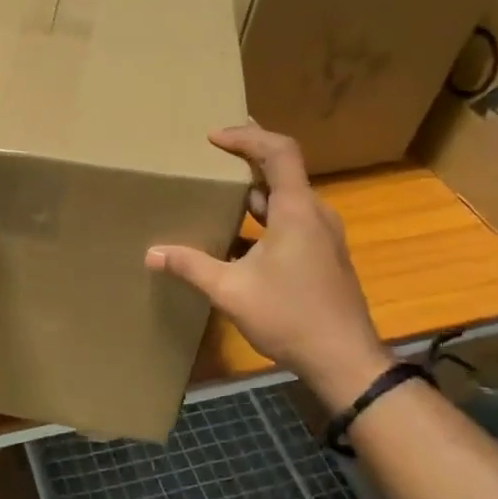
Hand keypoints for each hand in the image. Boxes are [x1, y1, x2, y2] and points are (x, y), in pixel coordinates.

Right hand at [146, 125, 390, 411]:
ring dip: (255, 190)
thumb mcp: (231, 291)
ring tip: (219, 190)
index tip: (213, 138)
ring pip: (287, 198)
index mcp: (297, 211)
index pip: (279, 151)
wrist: (345, 361)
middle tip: (212, 153)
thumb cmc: (290, 317)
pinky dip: (264, 217)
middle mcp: (315, 214)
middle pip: (284, 169)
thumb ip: (191, 266)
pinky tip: (237, 237)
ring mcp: (323, 236)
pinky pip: (291, 220)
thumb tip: (152, 253)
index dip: (247, 137)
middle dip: (247, 157)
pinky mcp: (323, 255)